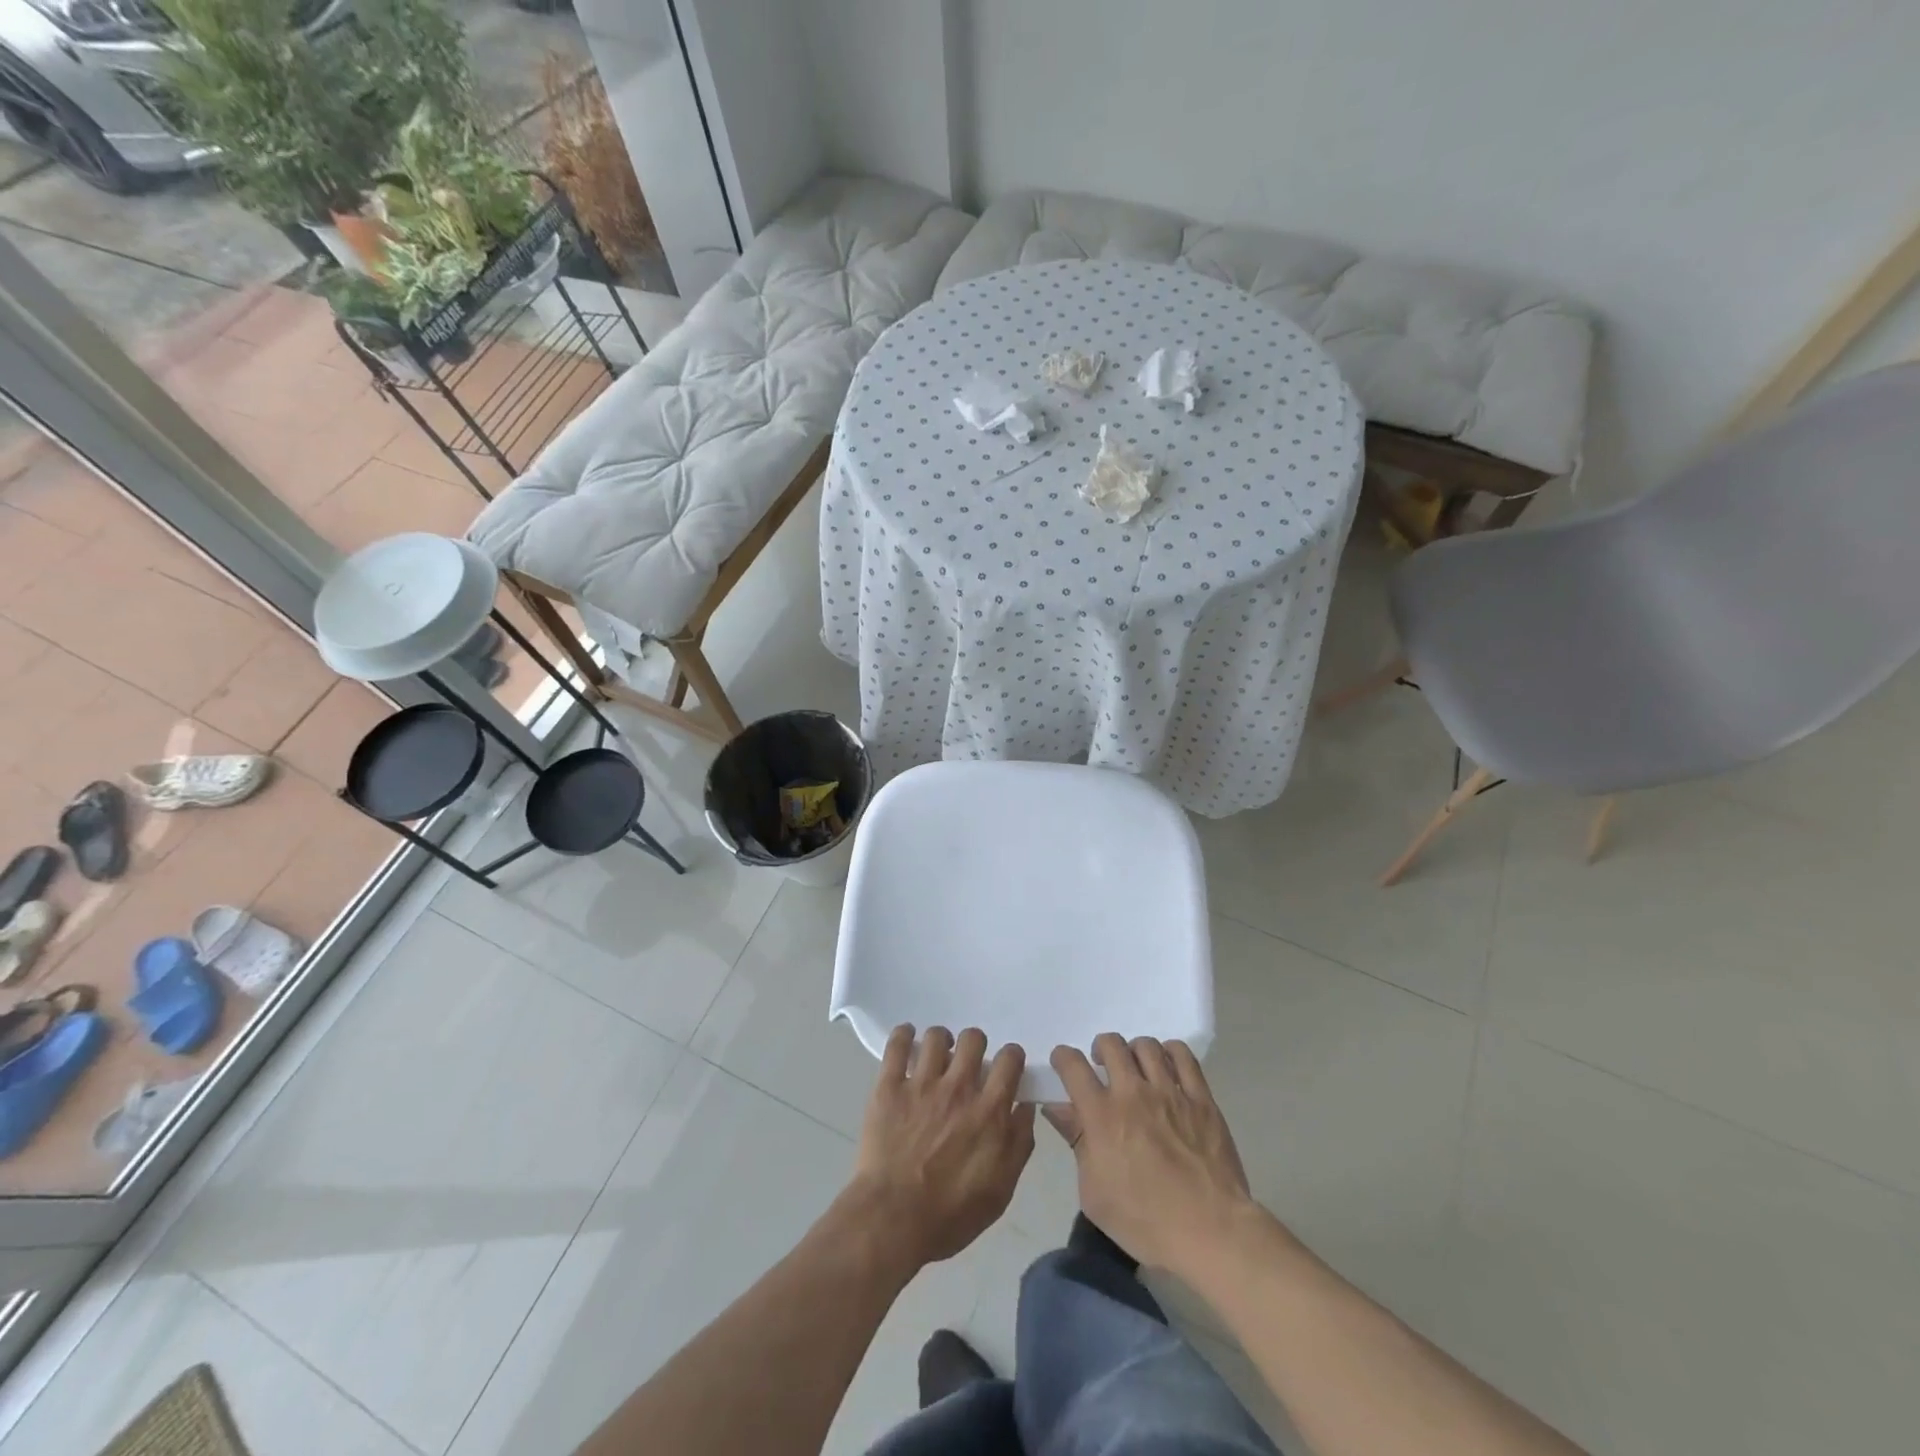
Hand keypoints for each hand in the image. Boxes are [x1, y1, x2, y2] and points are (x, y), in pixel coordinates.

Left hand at [846, 1025, 1034, 1270]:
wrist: (892, 1220)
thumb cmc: (950, 1215)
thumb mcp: (1001, 1190)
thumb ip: (1019, 1144)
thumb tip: (1025, 1107)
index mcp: (990, 1111)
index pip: (1010, 1060)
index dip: (1010, 1057)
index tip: (1005, 1066)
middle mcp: (959, 1088)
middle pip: (973, 1039)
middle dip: (975, 1045)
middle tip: (968, 1062)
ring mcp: (922, 1084)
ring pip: (937, 1037)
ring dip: (941, 1040)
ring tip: (937, 1054)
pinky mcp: (889, 1086)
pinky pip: (897, 1045)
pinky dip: (903, 1035)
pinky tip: (906, 1037)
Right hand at [1047, 1033, 1257, 1278]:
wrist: (1211, 1232)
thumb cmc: (1145, 1222)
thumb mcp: (1094, 1193)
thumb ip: (1076, 1142)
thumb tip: (1057, 1109)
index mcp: (1102, 1115)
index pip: (1073, 1065)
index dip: (1063, 1057)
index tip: (1063, 1064)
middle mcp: (1133, 1092)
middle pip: (1110, 1044)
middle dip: (1100, 1049)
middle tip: (1103, 1067)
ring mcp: (1170, 1092)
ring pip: (1146, 1045)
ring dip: (1133, 1051)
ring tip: (1136, 1069)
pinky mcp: (1201, 1098)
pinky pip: (1183, 1056)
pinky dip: (1170, 1052)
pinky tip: (1167, 1066)